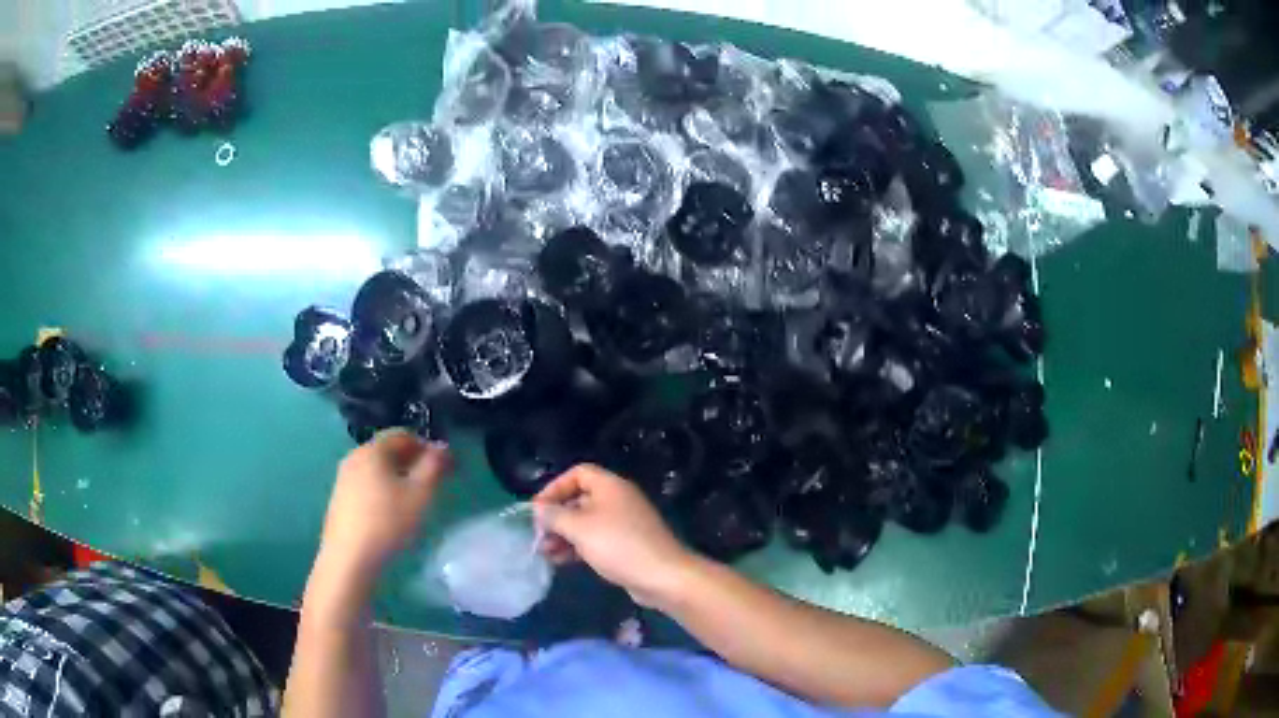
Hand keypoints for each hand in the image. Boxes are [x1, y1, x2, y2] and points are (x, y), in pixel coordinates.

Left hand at [316, 430, 453, 582]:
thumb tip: (442, 447)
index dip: (427, 445)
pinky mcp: (340, 499)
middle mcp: (354, 457)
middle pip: (388, 450)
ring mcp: (343, 478)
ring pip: (377, 469)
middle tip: (433, 483)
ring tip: (415, 499)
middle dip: (413, 461)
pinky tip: (392, 512)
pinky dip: (383, 489)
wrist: (349, 558)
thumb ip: (433, 466)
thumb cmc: (387, 522)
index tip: (445, 465)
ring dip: (398, 476)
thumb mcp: (419, 495)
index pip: (403, 435)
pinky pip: (367, 484)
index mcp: (372, 450)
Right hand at [533, 464, 694, 606]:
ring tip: (544, 552)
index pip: (578, 473)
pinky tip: (560, 561)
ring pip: (586, 523)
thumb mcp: (579, 528)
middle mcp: (617, 500)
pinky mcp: (625, 545)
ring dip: (563, 535)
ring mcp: (623, 524)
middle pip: (580, 499)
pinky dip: (577, 547)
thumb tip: (538, 509)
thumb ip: (555, 516)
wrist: (662, 576)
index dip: (555, 487)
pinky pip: (595, 540)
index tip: (538, 508)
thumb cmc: (618, 545)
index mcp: (610, 486)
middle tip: (538, 534)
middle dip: (556, 516)